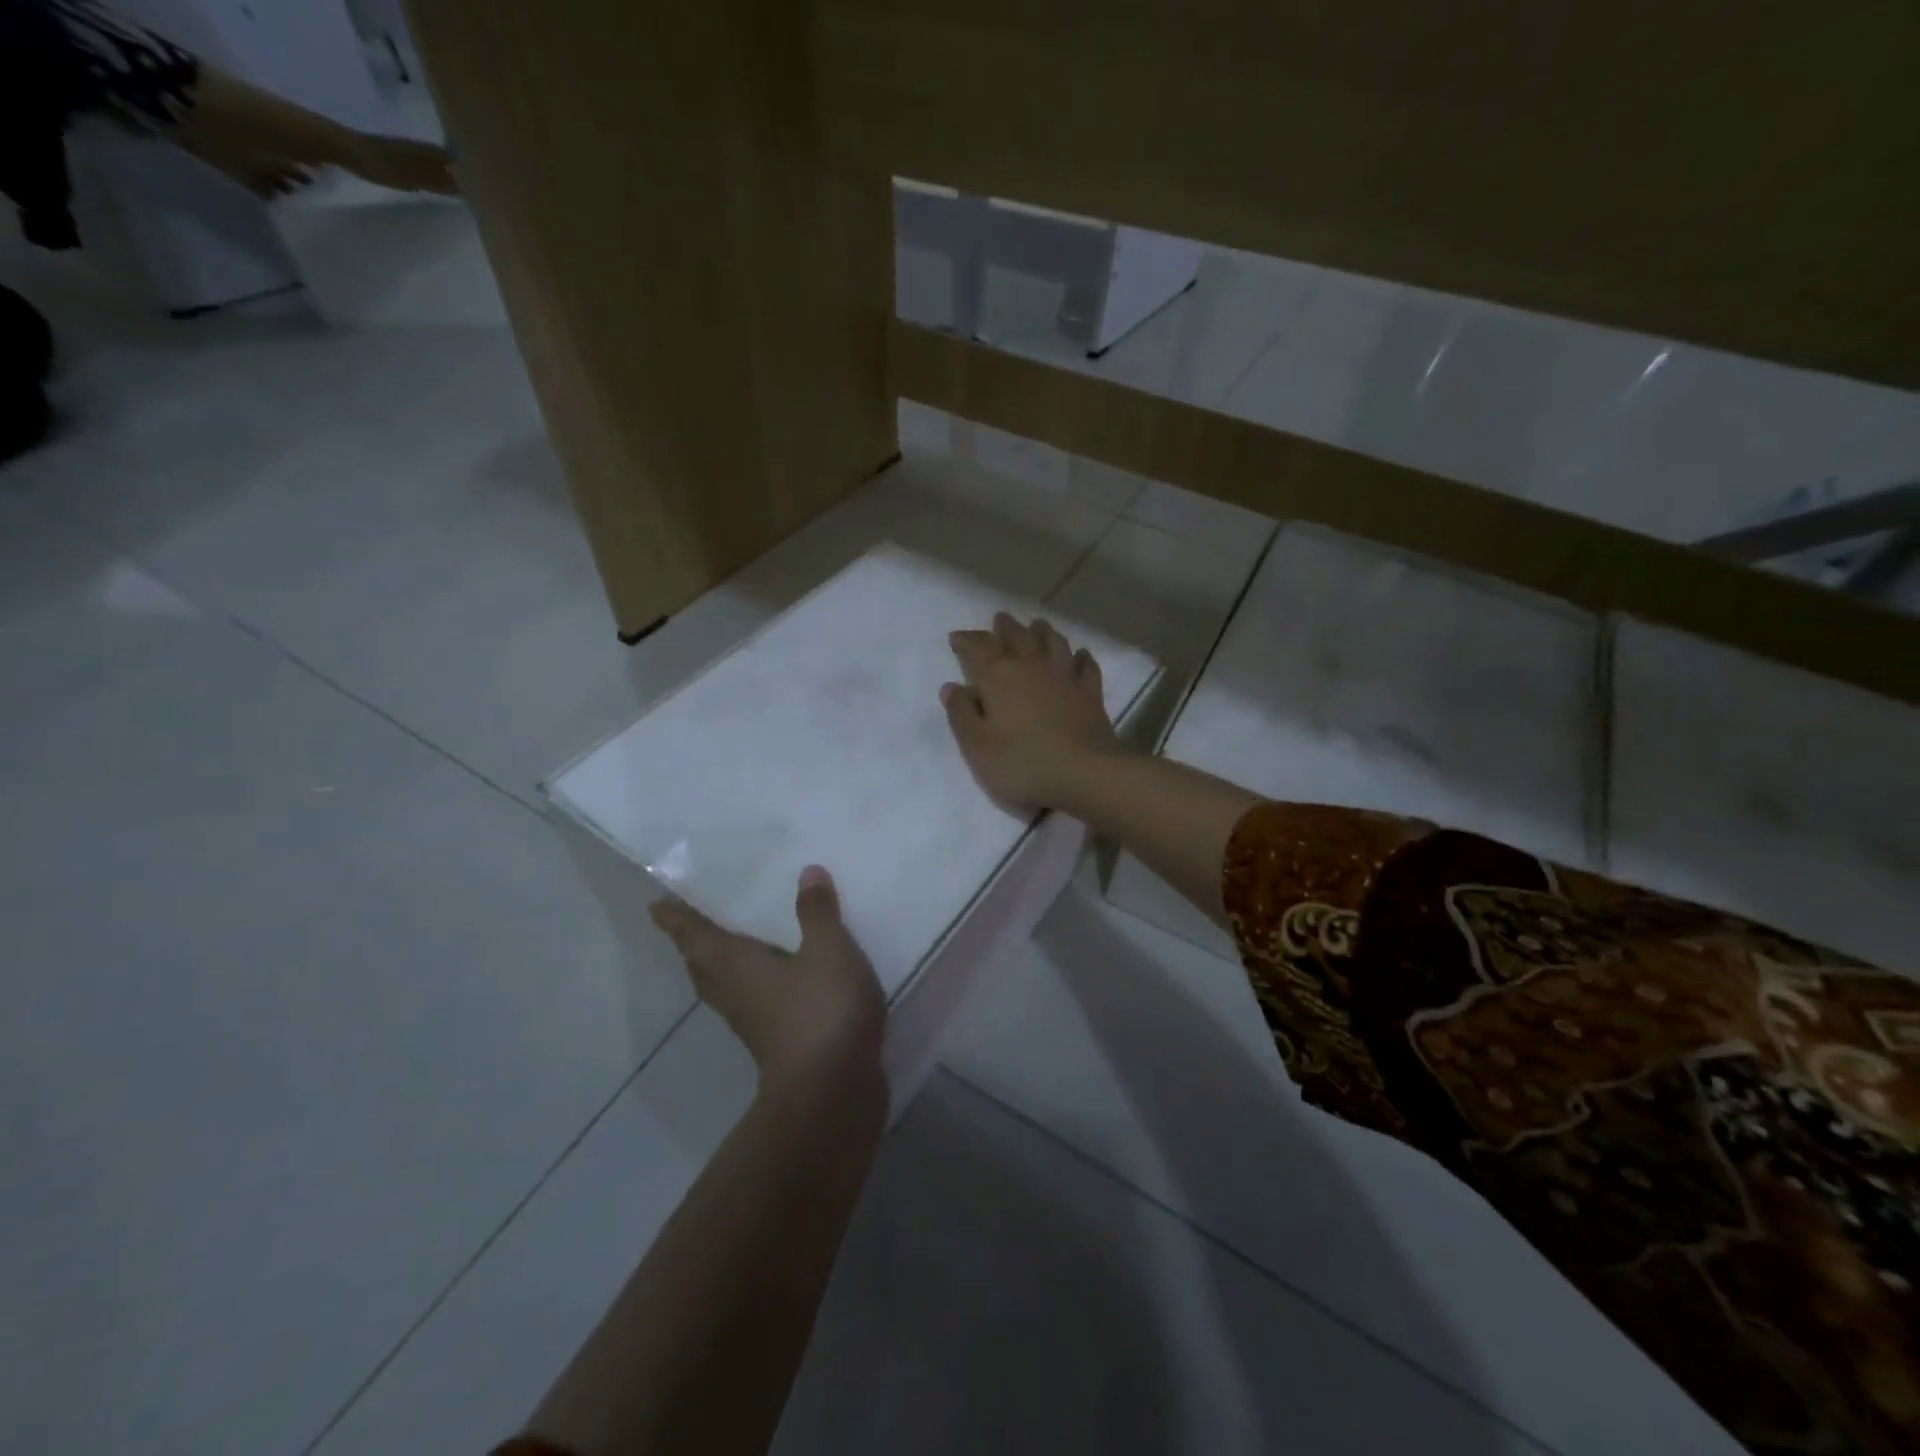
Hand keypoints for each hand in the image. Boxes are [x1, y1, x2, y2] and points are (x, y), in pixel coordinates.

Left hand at [649, 867, 884, 1089]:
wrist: (831, 1092)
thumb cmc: (820, 1010)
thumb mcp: (829, 950)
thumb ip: (817, 913)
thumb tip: (807, 873)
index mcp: (735, 965)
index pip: (695, 936)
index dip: (676, 919)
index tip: (655, 906)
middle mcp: (735, 993)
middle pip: (703, 967)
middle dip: (695, 946)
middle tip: (692, 925)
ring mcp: (753, 1023)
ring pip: (725, 989)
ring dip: (720, 969)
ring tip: (732, 947)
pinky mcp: (776, 1044)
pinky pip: (753, 1004)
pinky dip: (754, 986)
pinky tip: (779, 981)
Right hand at [942, 613, 1125, 812]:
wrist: (1084, 774)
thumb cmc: (1022, 763)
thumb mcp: (977, 746)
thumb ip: (961, 714)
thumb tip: (951, 687)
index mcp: (1000, 676)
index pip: (979, 648)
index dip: (966, 641)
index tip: (956, 638)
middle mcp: (1032, 666)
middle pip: (1017, 637)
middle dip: (1005, 627)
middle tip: (999, 619)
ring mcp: (1065, 677)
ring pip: (1053, 643)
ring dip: (1042, 631)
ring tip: (1036, 624)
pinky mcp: (1090, 693)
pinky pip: (1086, 666)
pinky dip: (1081, 657)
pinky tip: (1080, 654)